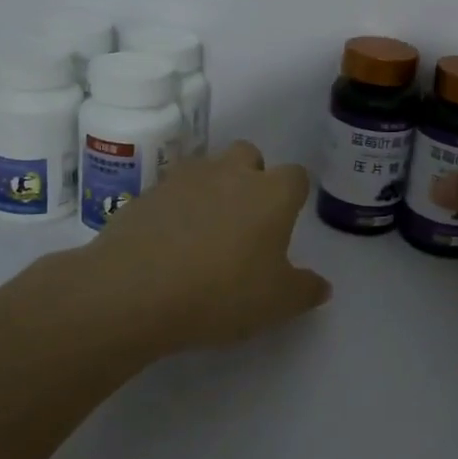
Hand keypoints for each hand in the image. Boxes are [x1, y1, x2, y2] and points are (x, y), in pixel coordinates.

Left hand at [76, 141, 331, 353]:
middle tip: (245, 220)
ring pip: (208, 167)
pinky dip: (175, 207)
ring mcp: (185, 178)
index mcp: (271, 194)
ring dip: (212, 187)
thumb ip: (305, 290)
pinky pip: (171, 190)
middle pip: (249, 155)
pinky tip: (168, 241)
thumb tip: (321, 285)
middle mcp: (231, 173)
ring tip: (204, 230)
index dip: (293, 196)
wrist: (136, 290)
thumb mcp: (277, 303)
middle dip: (251, 177)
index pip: (296, 176)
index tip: (285, 223)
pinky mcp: (146, 192)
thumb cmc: (222, 293)